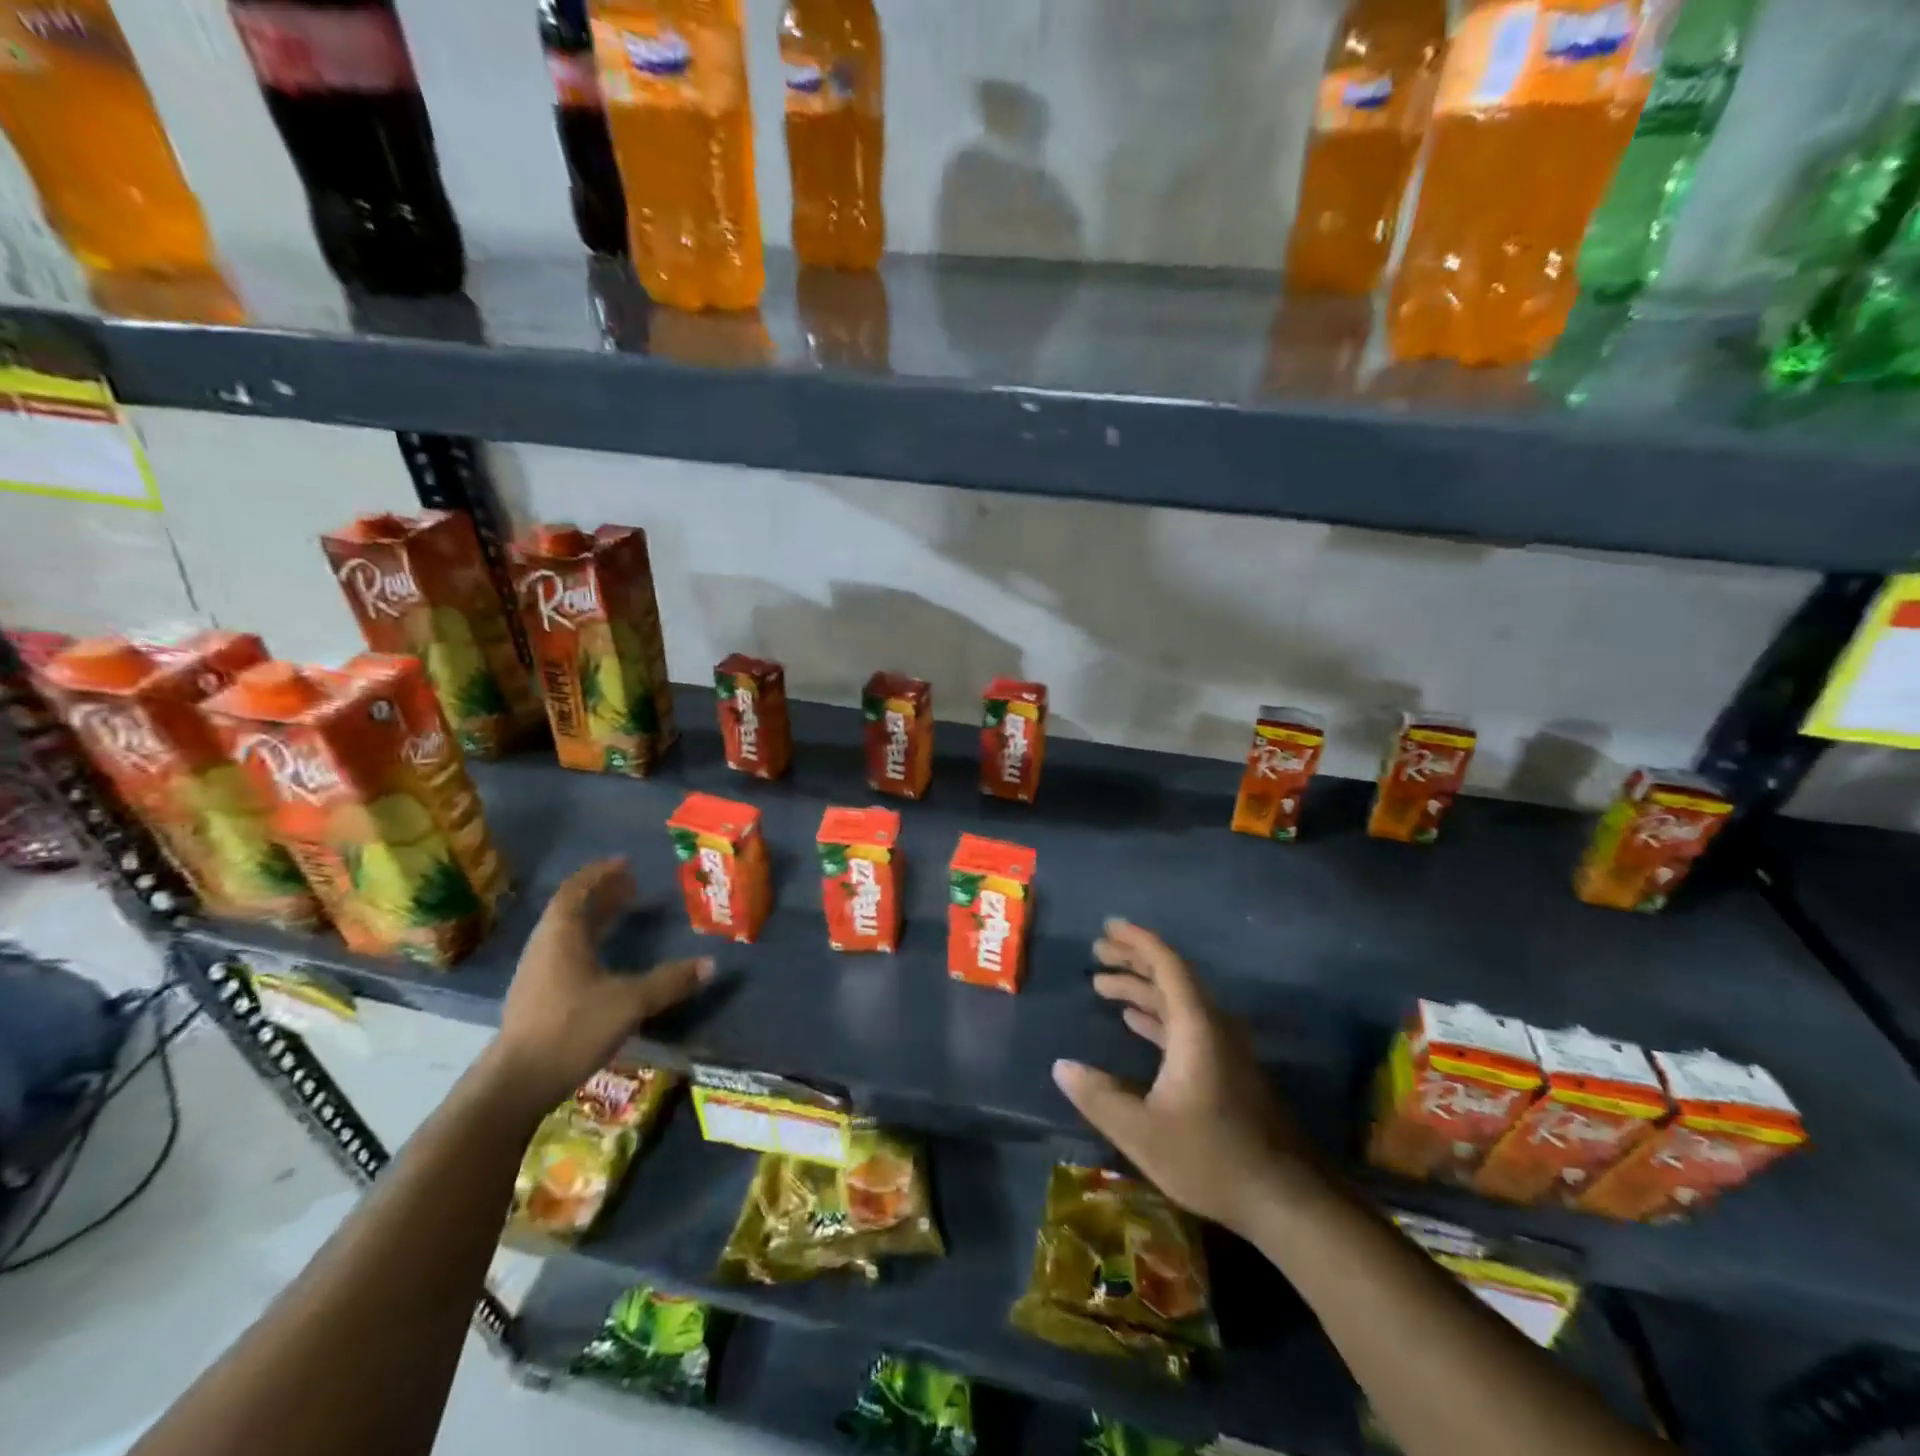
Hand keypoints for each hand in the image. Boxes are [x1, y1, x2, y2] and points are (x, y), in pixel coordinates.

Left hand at [490, 857, 711, 1111]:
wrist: (515, 1084)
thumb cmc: (571, 1029)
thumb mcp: (629, 1002)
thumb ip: (669, 981)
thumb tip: (711, 964)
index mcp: (561, 936)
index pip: (576, 891)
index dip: (600, 874)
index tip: (625, 863)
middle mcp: (545, 948)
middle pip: (571, 909)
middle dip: (602, 894)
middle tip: (632, 885)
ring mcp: (537, 974)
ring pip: (567, 933)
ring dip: (594, 918)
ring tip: (623, 914)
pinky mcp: (537, 998)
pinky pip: (565, 953)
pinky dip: (588, 942)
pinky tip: (605, 957)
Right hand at [1053, 919, 1310, 1235]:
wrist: (1285, 1199)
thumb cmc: (1212, 1158)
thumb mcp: (1143, 1133)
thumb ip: (1099, 1097)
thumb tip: (1061, 1066)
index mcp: (1196, 1028)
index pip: (1167, 966)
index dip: (1137, 942)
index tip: (1108, 927)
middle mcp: (1212, 1027)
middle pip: (1171, 977)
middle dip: (1133, 960)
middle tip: (1097, 952)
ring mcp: (1222, 1048)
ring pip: (1178, 1001)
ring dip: (1142, 988)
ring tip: (1103, 984)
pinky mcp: (1225, 1069)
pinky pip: (1185, 1024)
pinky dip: (1156, 1014)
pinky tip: (1133, 1021)